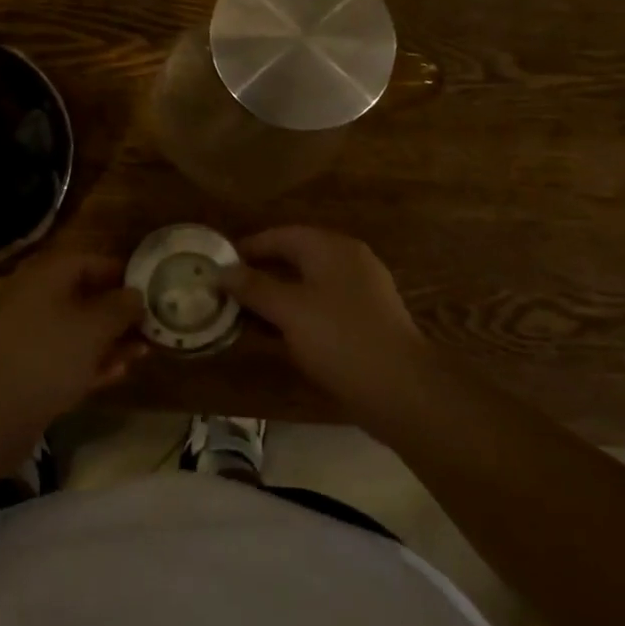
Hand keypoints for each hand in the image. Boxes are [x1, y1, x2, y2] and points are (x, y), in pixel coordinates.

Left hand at [0, 251, 146, 423]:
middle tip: (148, 327)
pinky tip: (115, 374)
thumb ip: (121, 307)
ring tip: (140, 353)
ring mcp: (23, 332)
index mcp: (45, 274)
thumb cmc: (49, 355)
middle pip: (82, 295)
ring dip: (107, 340)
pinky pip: (61, 354)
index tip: (148, 290)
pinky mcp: (21, 366)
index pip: (89, 261)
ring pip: (74, 328)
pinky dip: (87, 360)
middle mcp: (31, 295)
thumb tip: (135, 294)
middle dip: (117, 312)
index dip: (120, 273)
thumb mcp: (95, 327)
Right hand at [223, 226, 433, 415]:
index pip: (281, 235)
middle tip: (230, 290)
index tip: (221, 264)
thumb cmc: (340, 339)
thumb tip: (223, 271)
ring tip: (249, 314)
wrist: (403, 390)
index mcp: (331, 247)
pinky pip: (324, 306)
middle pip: (296, 257)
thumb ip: (254, 287)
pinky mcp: (369, 320)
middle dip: (262, 272)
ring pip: (310, 284)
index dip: (249, 247)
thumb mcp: (289, 311)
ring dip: (279, 296)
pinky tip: (282, 335)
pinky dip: (300, 313)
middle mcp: (349, 260)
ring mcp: (363, 291)